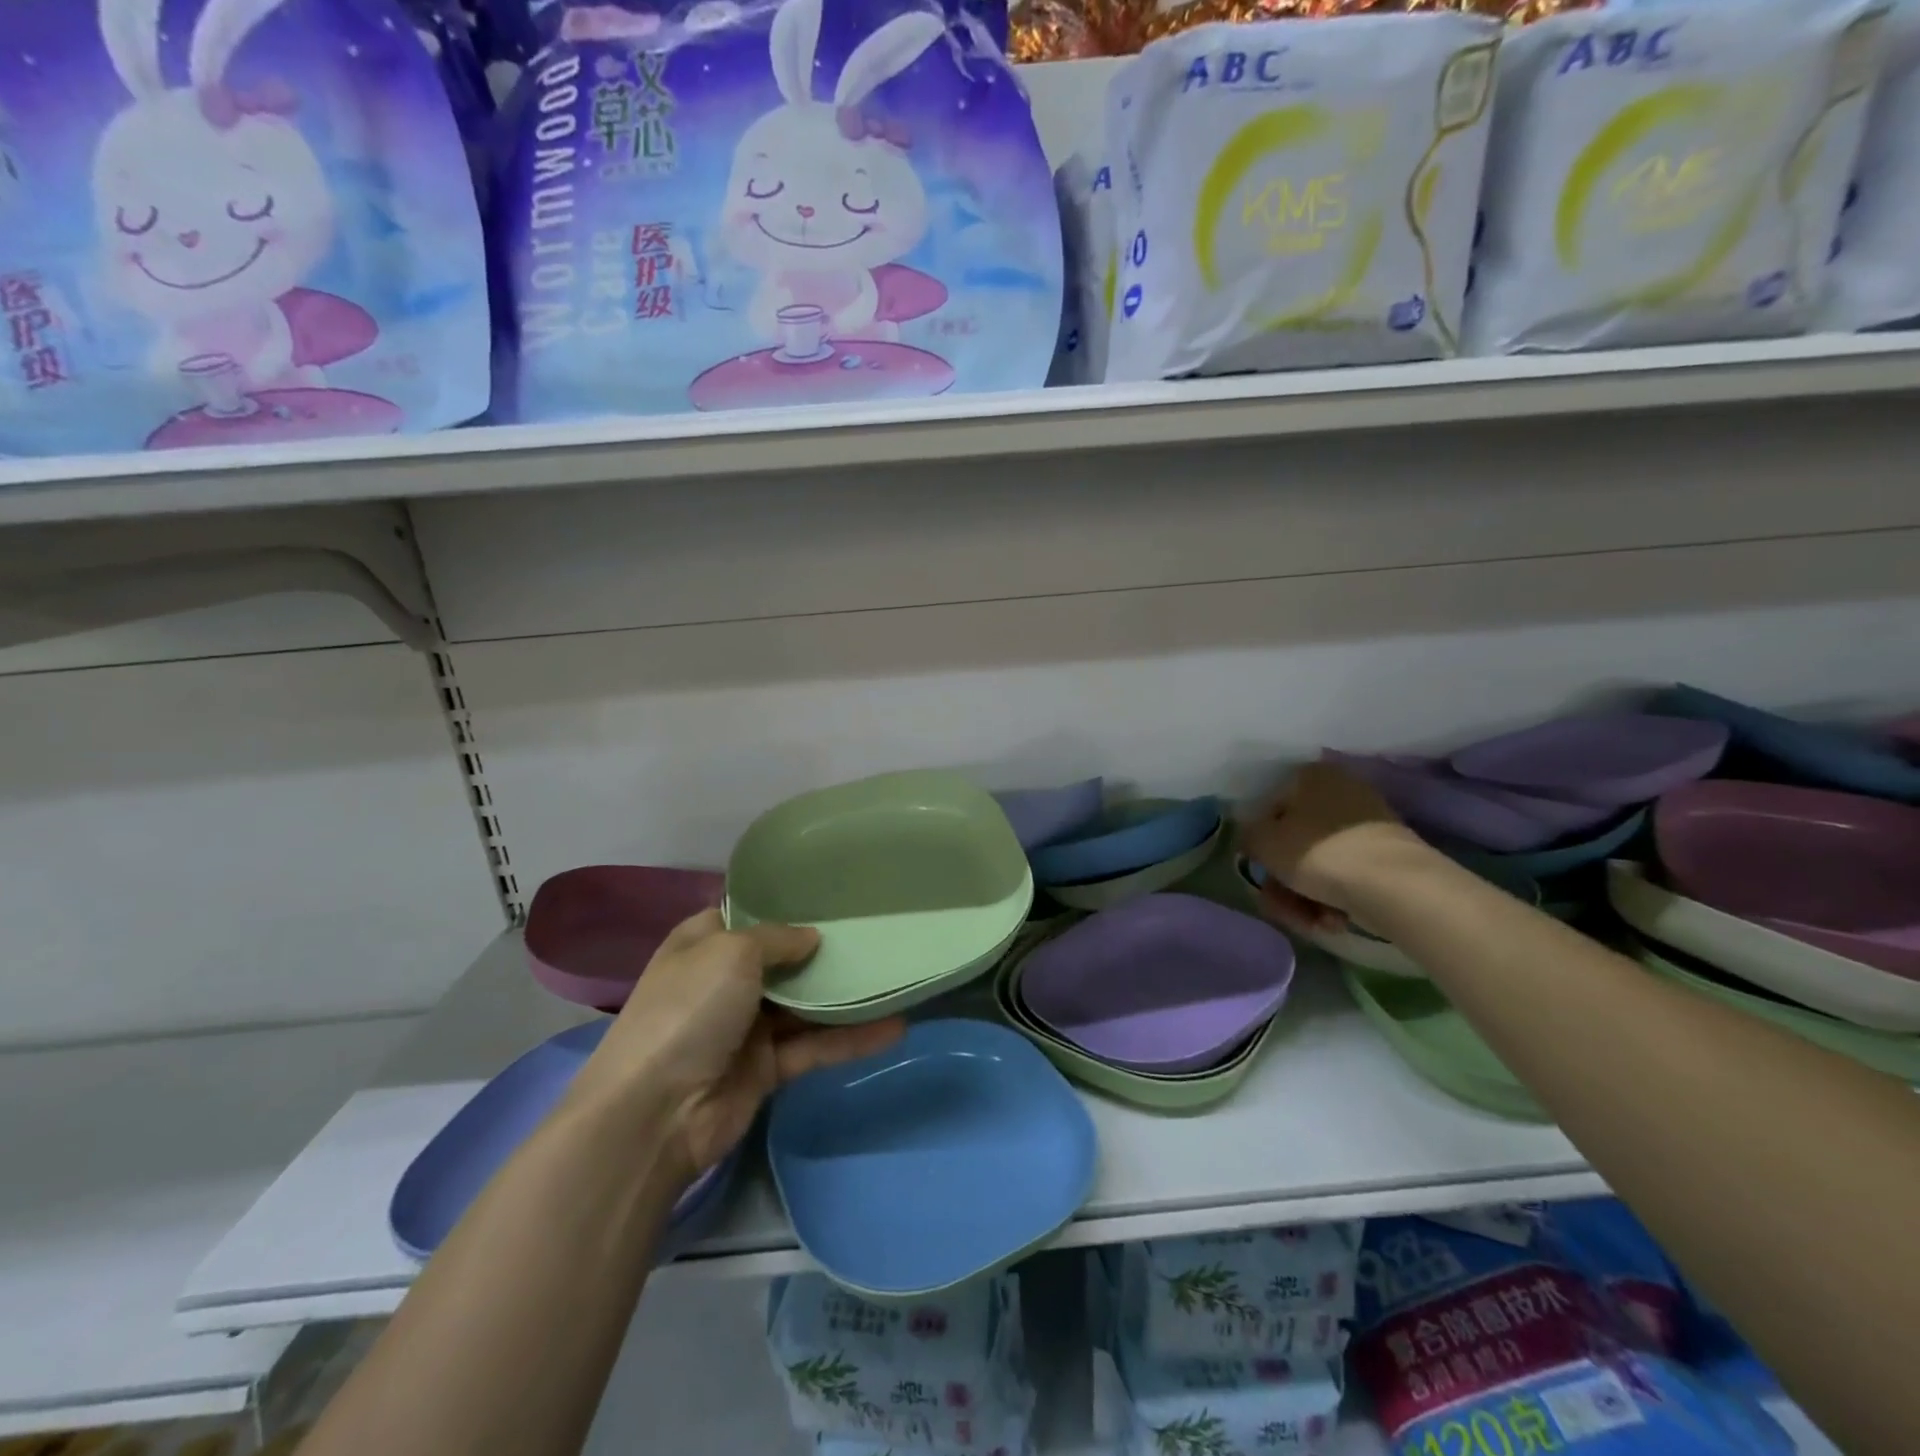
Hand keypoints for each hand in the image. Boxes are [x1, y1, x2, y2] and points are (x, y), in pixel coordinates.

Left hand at [572, 910, 903, 1182]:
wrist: (656, 1113)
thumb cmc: (689, 1010)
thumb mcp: (731, 952)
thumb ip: (777, 938)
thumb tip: (811, 938)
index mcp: (704, 944)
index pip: (748, 915)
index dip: (786, 904)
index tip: (832, 892)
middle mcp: (725, 981)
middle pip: (784, 959)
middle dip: (824, 949)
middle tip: (875, 931)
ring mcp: (746, 1026)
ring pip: (805, 1004)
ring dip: (844, 995)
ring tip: (894, 976)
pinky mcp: (767, 1068)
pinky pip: (814, 1045)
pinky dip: (851, 1038)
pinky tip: (894, 1026)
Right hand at [1238, 760, 1429, 936]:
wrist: (1396, 887)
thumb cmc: (1319, 853)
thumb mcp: (1263, 842)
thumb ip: (1248, 835)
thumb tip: (1253, 840)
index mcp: (1310, 775)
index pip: (1269, 807)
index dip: (1259, 842)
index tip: (1259, 869)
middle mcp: (1340, 791)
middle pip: (1293, 841)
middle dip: (1282, 881)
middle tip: (1281, 906)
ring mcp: (1367, 824)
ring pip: (1317, 863)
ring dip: (1304, 897)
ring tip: (1311, 922)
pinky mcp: (1386, 856)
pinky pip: (1345, 875)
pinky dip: (1333, 898)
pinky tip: (1334, 920)